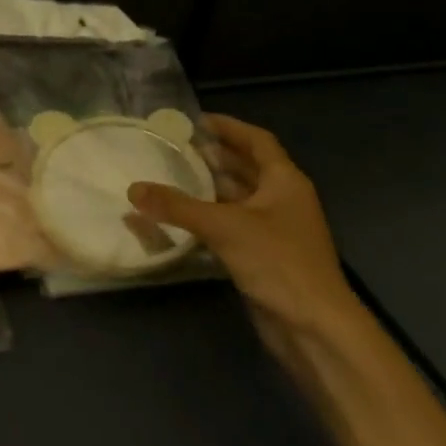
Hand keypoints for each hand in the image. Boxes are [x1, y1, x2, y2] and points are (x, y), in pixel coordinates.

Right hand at [128, 114, 363, 345]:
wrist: (312, 325)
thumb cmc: (277, 262)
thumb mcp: (224, 227)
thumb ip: (177, 207)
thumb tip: (133, 189)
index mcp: (284, 181)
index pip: (257, 141)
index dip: (229, 127)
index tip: (196, 120)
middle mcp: (282, 199)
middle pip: (247, 168)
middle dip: (215, 157)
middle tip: (176, 148)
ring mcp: (274, 229)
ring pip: (238, 199)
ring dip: (210, 188)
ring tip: (173, 177)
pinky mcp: (263, 256)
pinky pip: (232, 226)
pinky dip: (209, 219)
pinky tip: (182, 220)